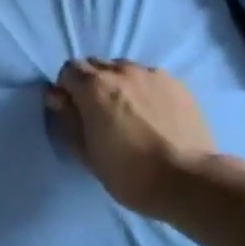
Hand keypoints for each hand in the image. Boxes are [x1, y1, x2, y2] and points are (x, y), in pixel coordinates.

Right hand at [47, 59, 224, 217]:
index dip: (68, 88)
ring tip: (130, 111)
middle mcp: (122, 71)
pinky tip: (155, 114)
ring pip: (126, 69)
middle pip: (97, 65)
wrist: (189, 180)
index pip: (69, 70)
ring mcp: (153, 74)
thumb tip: (55, 96)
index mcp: (94, 87)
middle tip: (100, 112)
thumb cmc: (130, 173)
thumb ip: (68, 119)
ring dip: (120, 83)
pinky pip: (151, 78)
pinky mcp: (178, 84)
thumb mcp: (87, 153)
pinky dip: (145, 89)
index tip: (74, 110)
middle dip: (92, 82)